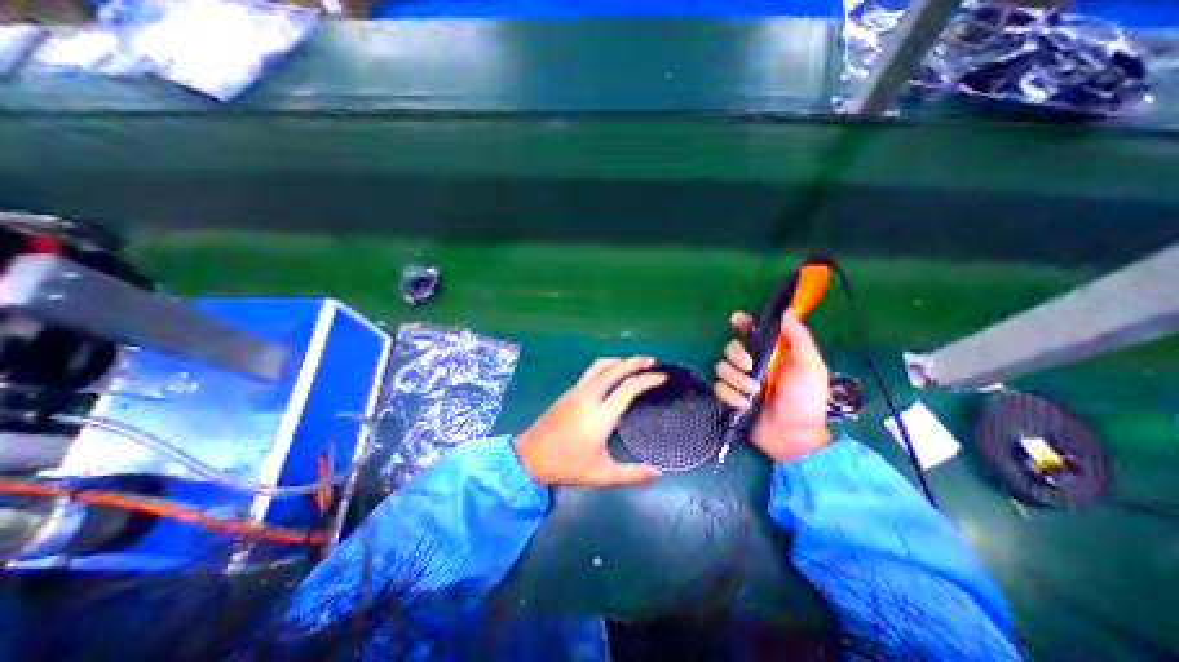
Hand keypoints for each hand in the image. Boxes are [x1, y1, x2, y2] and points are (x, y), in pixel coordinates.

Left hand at [516, 356, 666, 485]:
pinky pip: (592, 371)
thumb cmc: (568, 465)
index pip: (629, 388)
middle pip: (615, 369)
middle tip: (653, 362)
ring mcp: (577, 391)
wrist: (530, 455)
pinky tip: (613, 373)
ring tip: (634, 363)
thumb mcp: (602, 474)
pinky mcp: (569, 391)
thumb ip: (632, 473)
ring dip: (620, 360)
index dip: (648, 379)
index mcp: (601, 416)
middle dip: (636, 361)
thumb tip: (658, 472)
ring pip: (601, 365)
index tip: (662, 377)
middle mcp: (590, 397)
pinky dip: (607, 366)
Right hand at [714, 309, 830, 458]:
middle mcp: (752, 365)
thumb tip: (787, 311)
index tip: (736, 321)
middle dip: (736, 355)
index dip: (742, 324)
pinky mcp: (731, 398)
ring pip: (721, 368)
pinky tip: (744, 404)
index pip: (752, 332)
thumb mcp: (810, 366)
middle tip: (749, 366)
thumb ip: (799, 338)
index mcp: (771, 354)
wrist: (794, 437)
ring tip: (753, 393)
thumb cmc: (806, 400)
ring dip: (736, 379)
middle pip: (730, 348)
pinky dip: (730, 395)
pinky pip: (719, 388)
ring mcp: (740, 382)